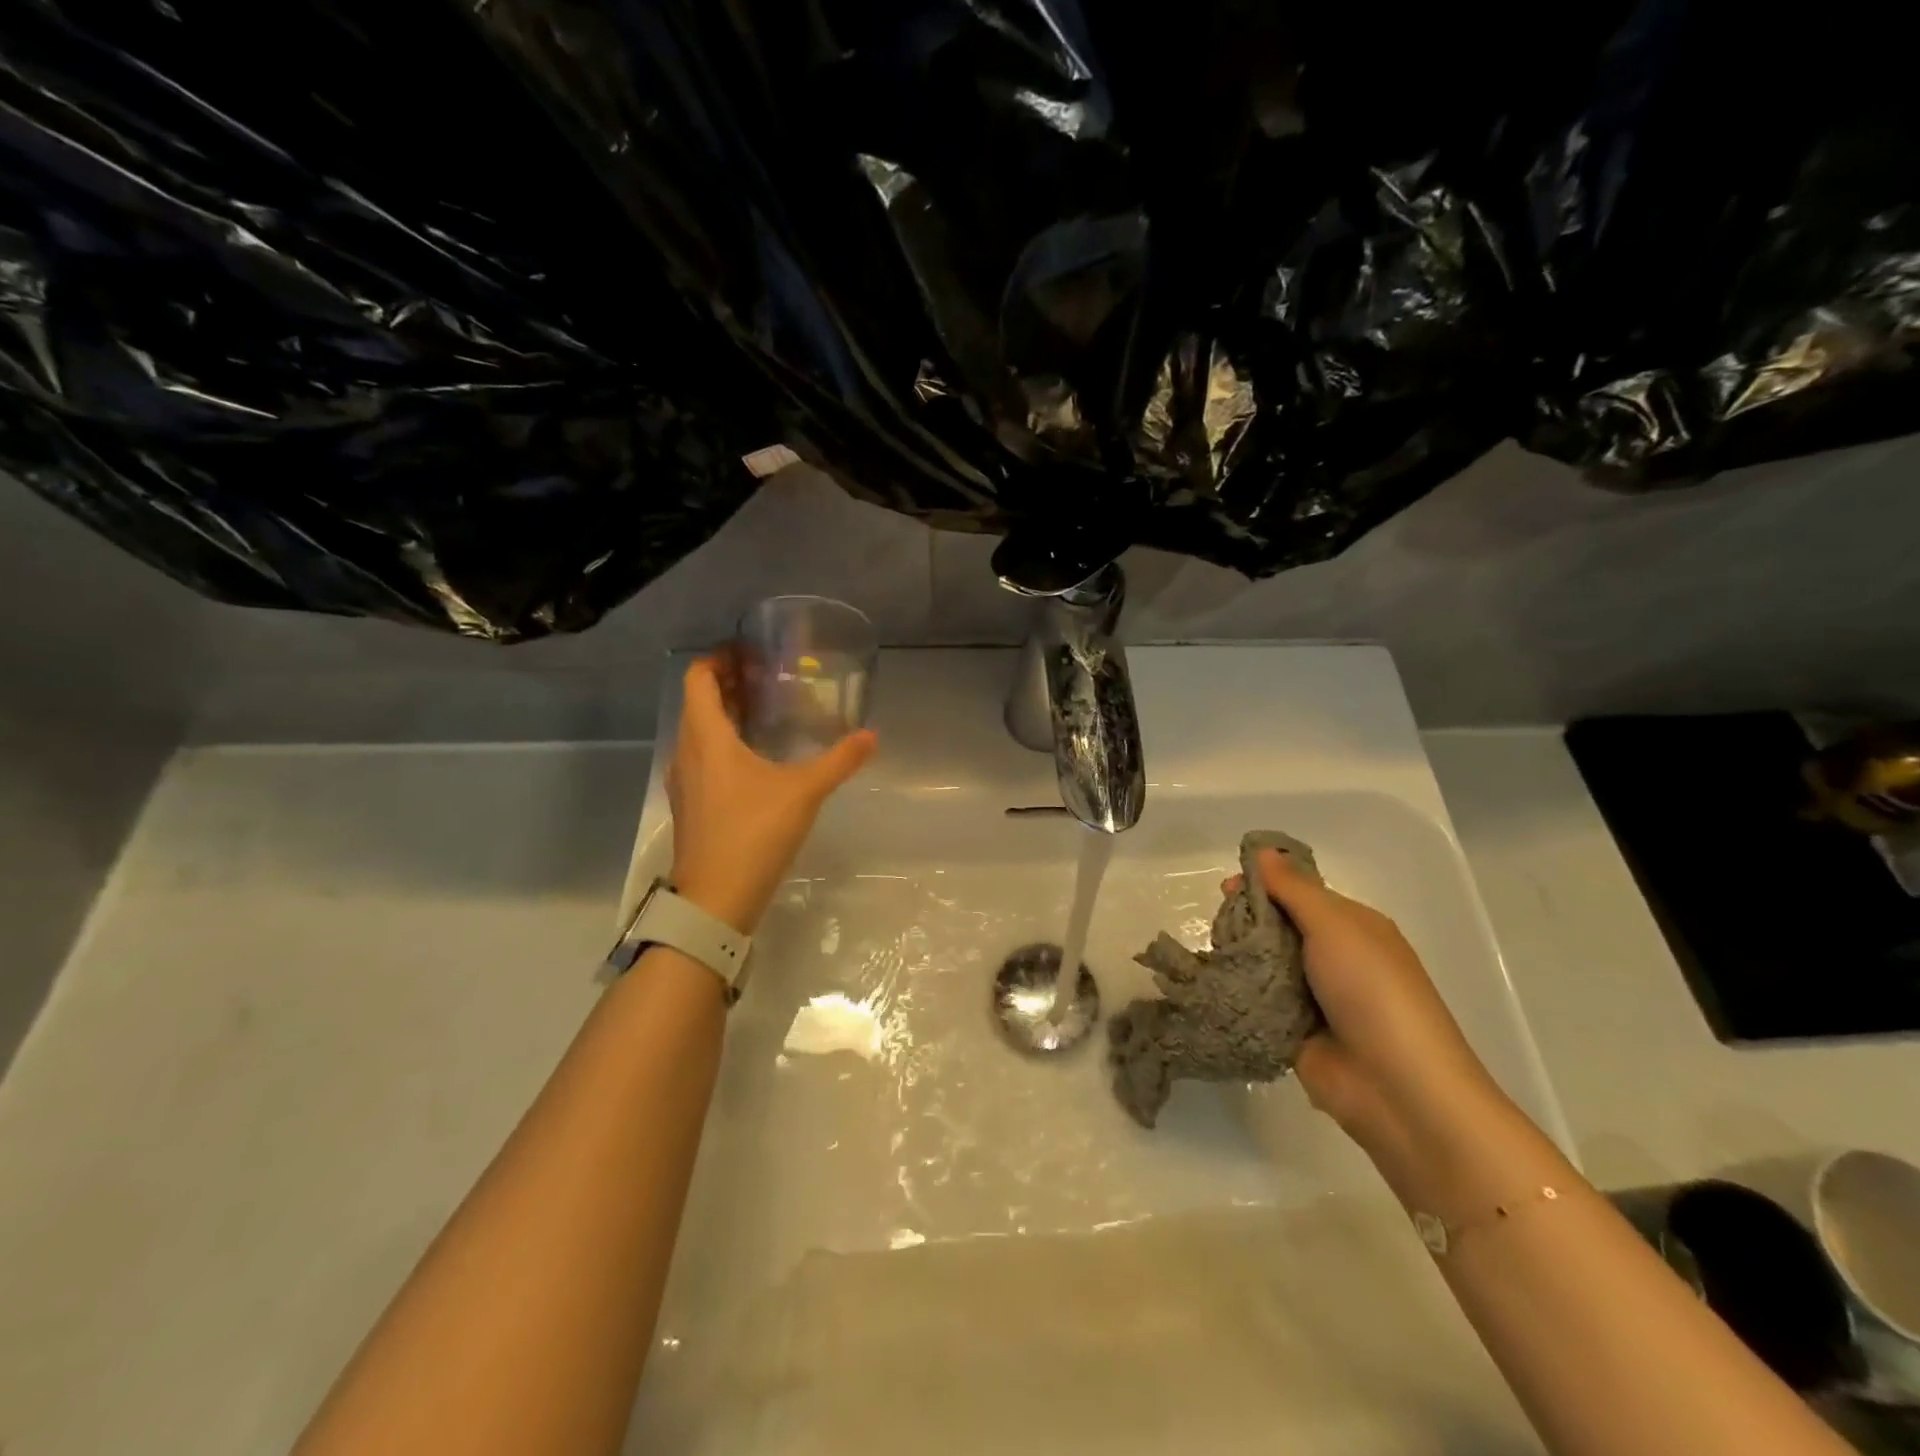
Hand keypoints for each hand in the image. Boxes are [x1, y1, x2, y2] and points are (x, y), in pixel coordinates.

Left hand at [667, 657, 876, 934]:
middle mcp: (686, 751)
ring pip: (698, 732)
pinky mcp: (690, 805)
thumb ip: (839, 760)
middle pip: (698, 702)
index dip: (720, 658)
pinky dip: (722, 744)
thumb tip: (871, 736)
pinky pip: (701, 758)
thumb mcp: (803, 792)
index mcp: (706, 736)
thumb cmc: (754, 833)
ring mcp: (684, 781)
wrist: (715, 900)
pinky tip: (755, 761)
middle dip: (728, 685)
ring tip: (765, 714)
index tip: (750, 653)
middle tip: (767, 679)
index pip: (698, 678)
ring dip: (724, 716)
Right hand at [1228, 848, 1508, 1175]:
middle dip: (1246, 921)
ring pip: (1264, 964)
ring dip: (1238, 958)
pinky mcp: (1294, 1031)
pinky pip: (1259, 1001)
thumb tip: (1262, 851)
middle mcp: (1334, 957)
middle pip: (1278, 927)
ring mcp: (1314, 997)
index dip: (1263, 884)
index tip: (1224, 888)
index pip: (1300, 892)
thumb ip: (1294, 889)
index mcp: (1353, 927)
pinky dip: (1239, 993)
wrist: (1397, 1088)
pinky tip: (1209, 985)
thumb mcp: (1335, 926)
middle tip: (1216, 925)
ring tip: (1209, 955)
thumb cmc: (1372, 992)